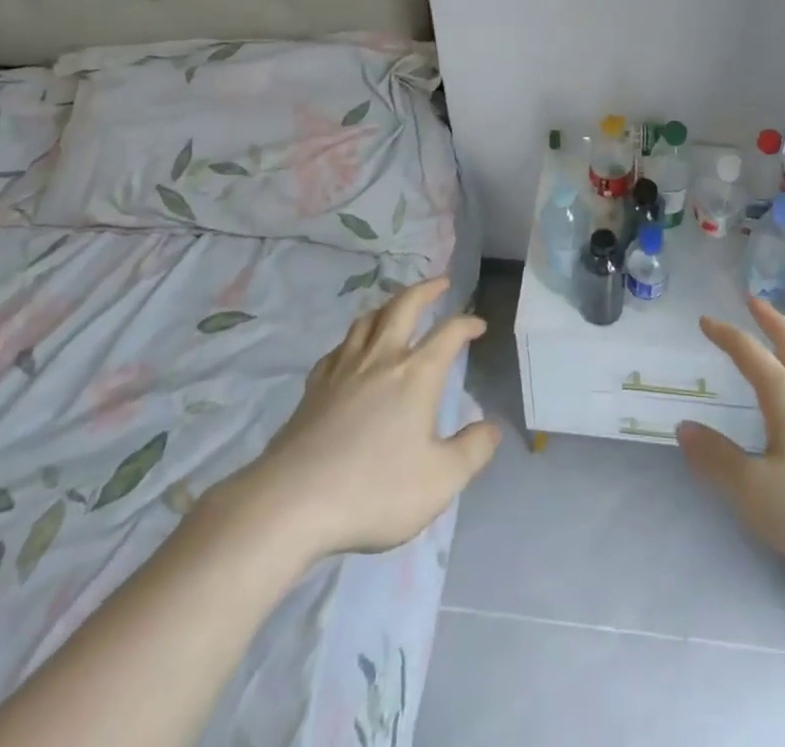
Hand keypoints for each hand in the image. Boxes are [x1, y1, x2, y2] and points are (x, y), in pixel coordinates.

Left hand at [199, 276, 499, 566]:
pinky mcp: (314, 387)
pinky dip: (355, 339)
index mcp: (417, 374)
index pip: (449, 333)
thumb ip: (473, 451)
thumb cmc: (374, 490)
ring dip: (389, 305)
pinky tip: (353, 350)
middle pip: (405, 306)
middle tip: (441, 282)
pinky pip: (339, 348)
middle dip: (426, 290)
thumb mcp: (440, 481)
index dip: (467, 323)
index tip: (478, 325)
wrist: (292, 502)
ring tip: (398, 306)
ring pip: (368, 320)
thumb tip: (493, 427)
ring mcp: (343, 369)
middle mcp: (382, 359)